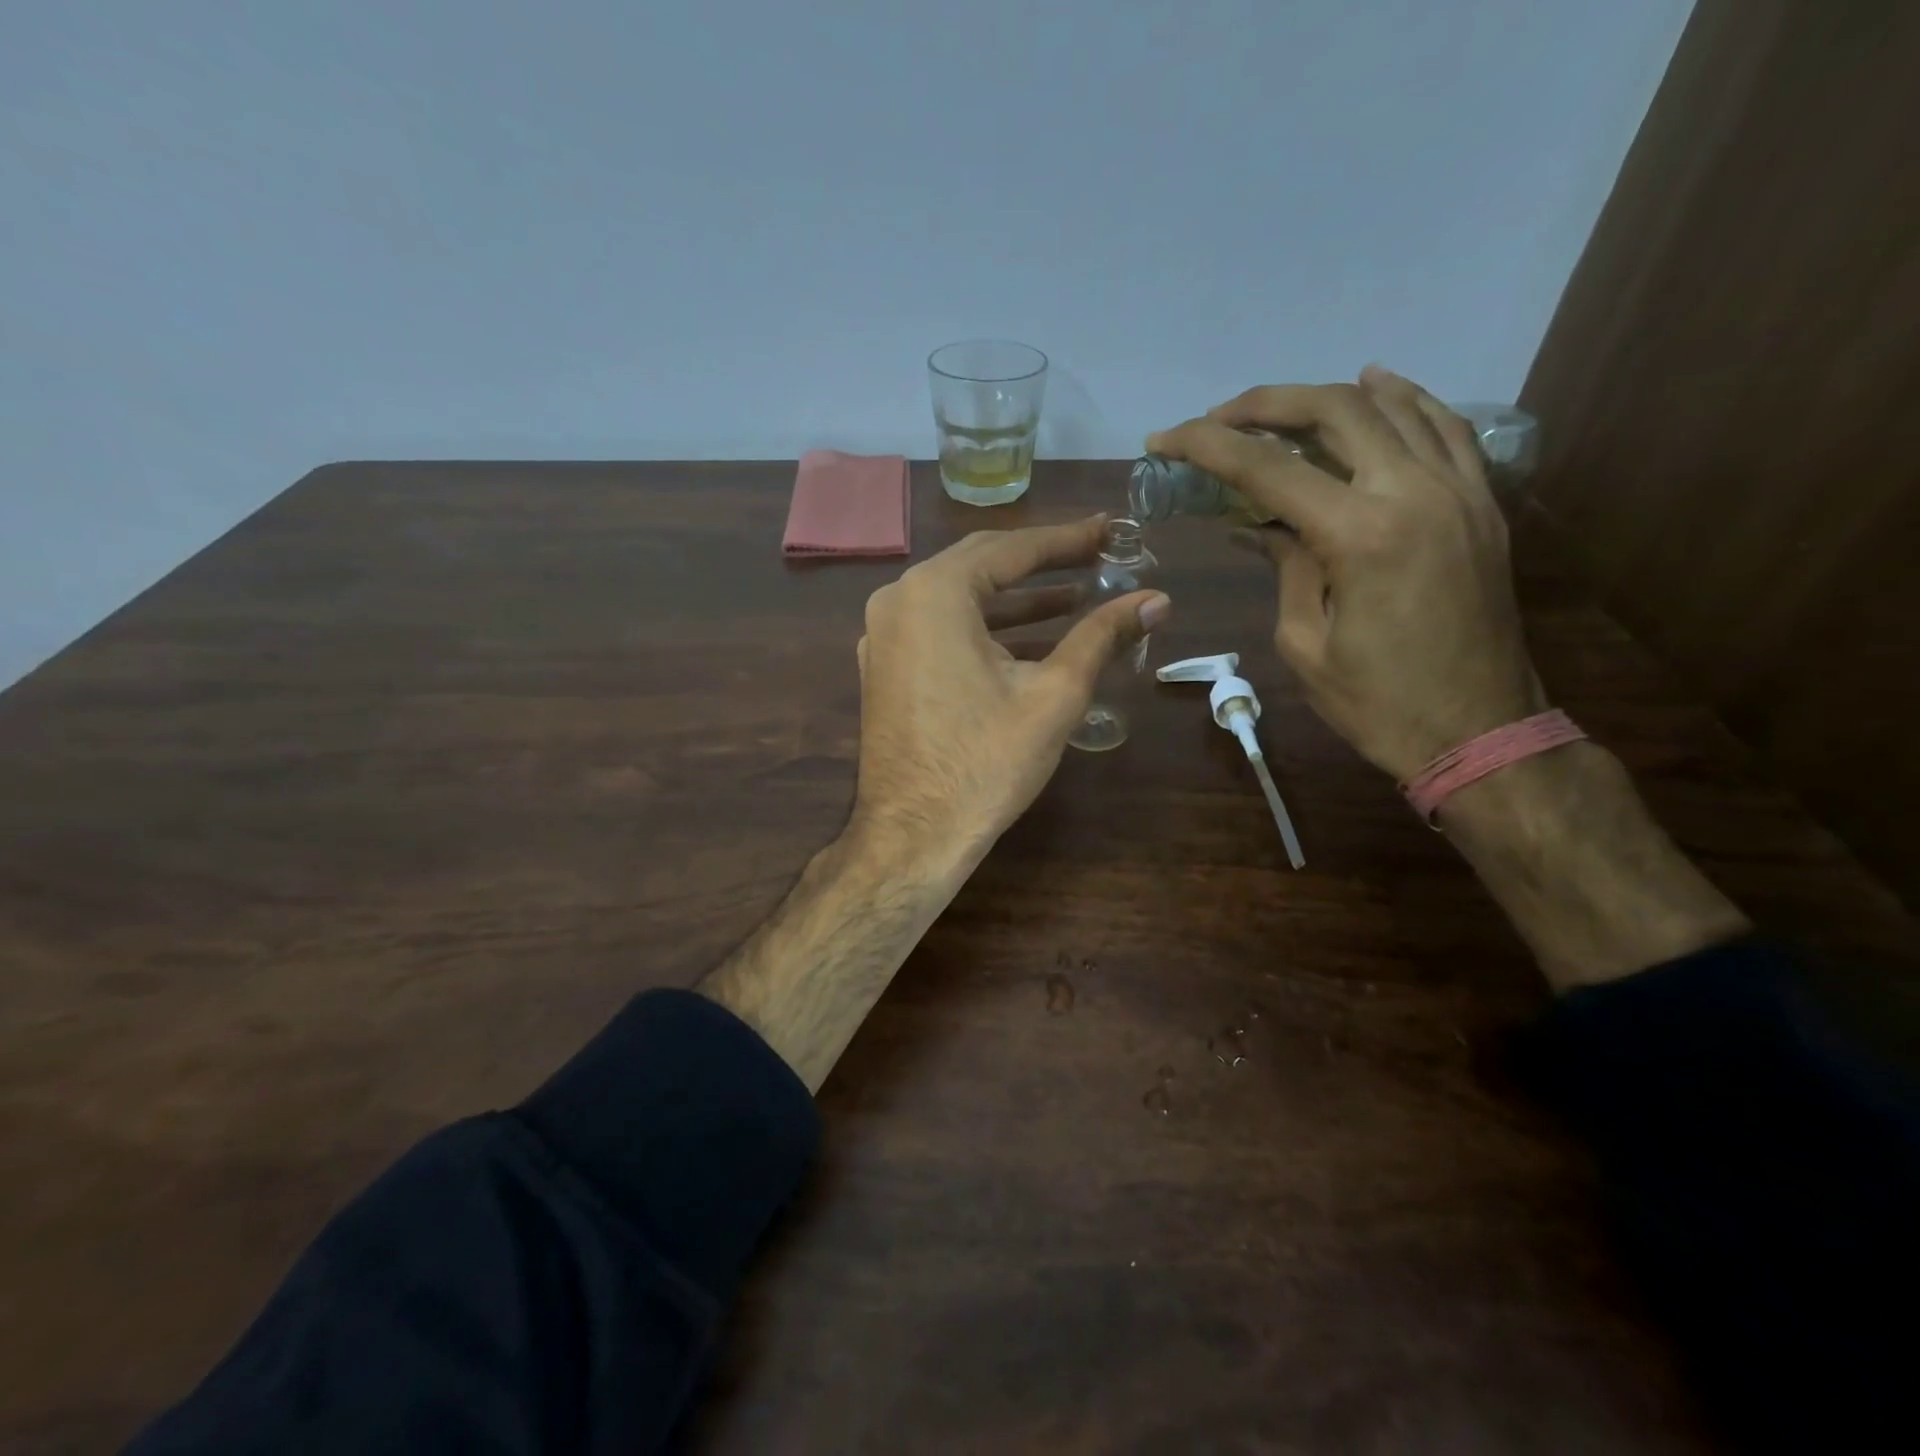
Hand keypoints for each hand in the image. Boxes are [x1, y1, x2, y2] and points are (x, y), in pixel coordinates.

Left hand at [853, 517, 1169, 865]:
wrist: (914, 835)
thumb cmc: (985, 762)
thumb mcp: (1054, 693)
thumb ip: (1102, 636)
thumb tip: (1157, 599)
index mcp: (935, 592)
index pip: (1011, 548)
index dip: (1067, 540)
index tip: (1109, 531)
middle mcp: (899, 600)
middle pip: (981, 565)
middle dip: (1042, 563)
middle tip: (1096, 557)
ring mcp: (883, 635)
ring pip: (960, 600)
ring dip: (1016, 600)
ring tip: (1076, 599)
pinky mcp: (884, 668)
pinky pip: (940, 630)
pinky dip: (984, 629)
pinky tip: (1029, 640)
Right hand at [1147, 367, 1542, 781]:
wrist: (1480, 733)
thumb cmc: (1377, 703)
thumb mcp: (1305, 643)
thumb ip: (1287, 568)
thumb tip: (1265, 527)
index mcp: (1360, 535)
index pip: (1268, 468)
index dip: (1207, 446)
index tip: (1165, 439)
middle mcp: (1414, 493)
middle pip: (1335, 410)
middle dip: (1265, 405)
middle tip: (1217, 418)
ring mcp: (1460, 491)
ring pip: (1393, 406)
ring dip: (1327, 397)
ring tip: (1279, 408)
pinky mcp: (1482, 505)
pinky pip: (1445, 429)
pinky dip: (1404, 401)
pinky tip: (1376, 389)